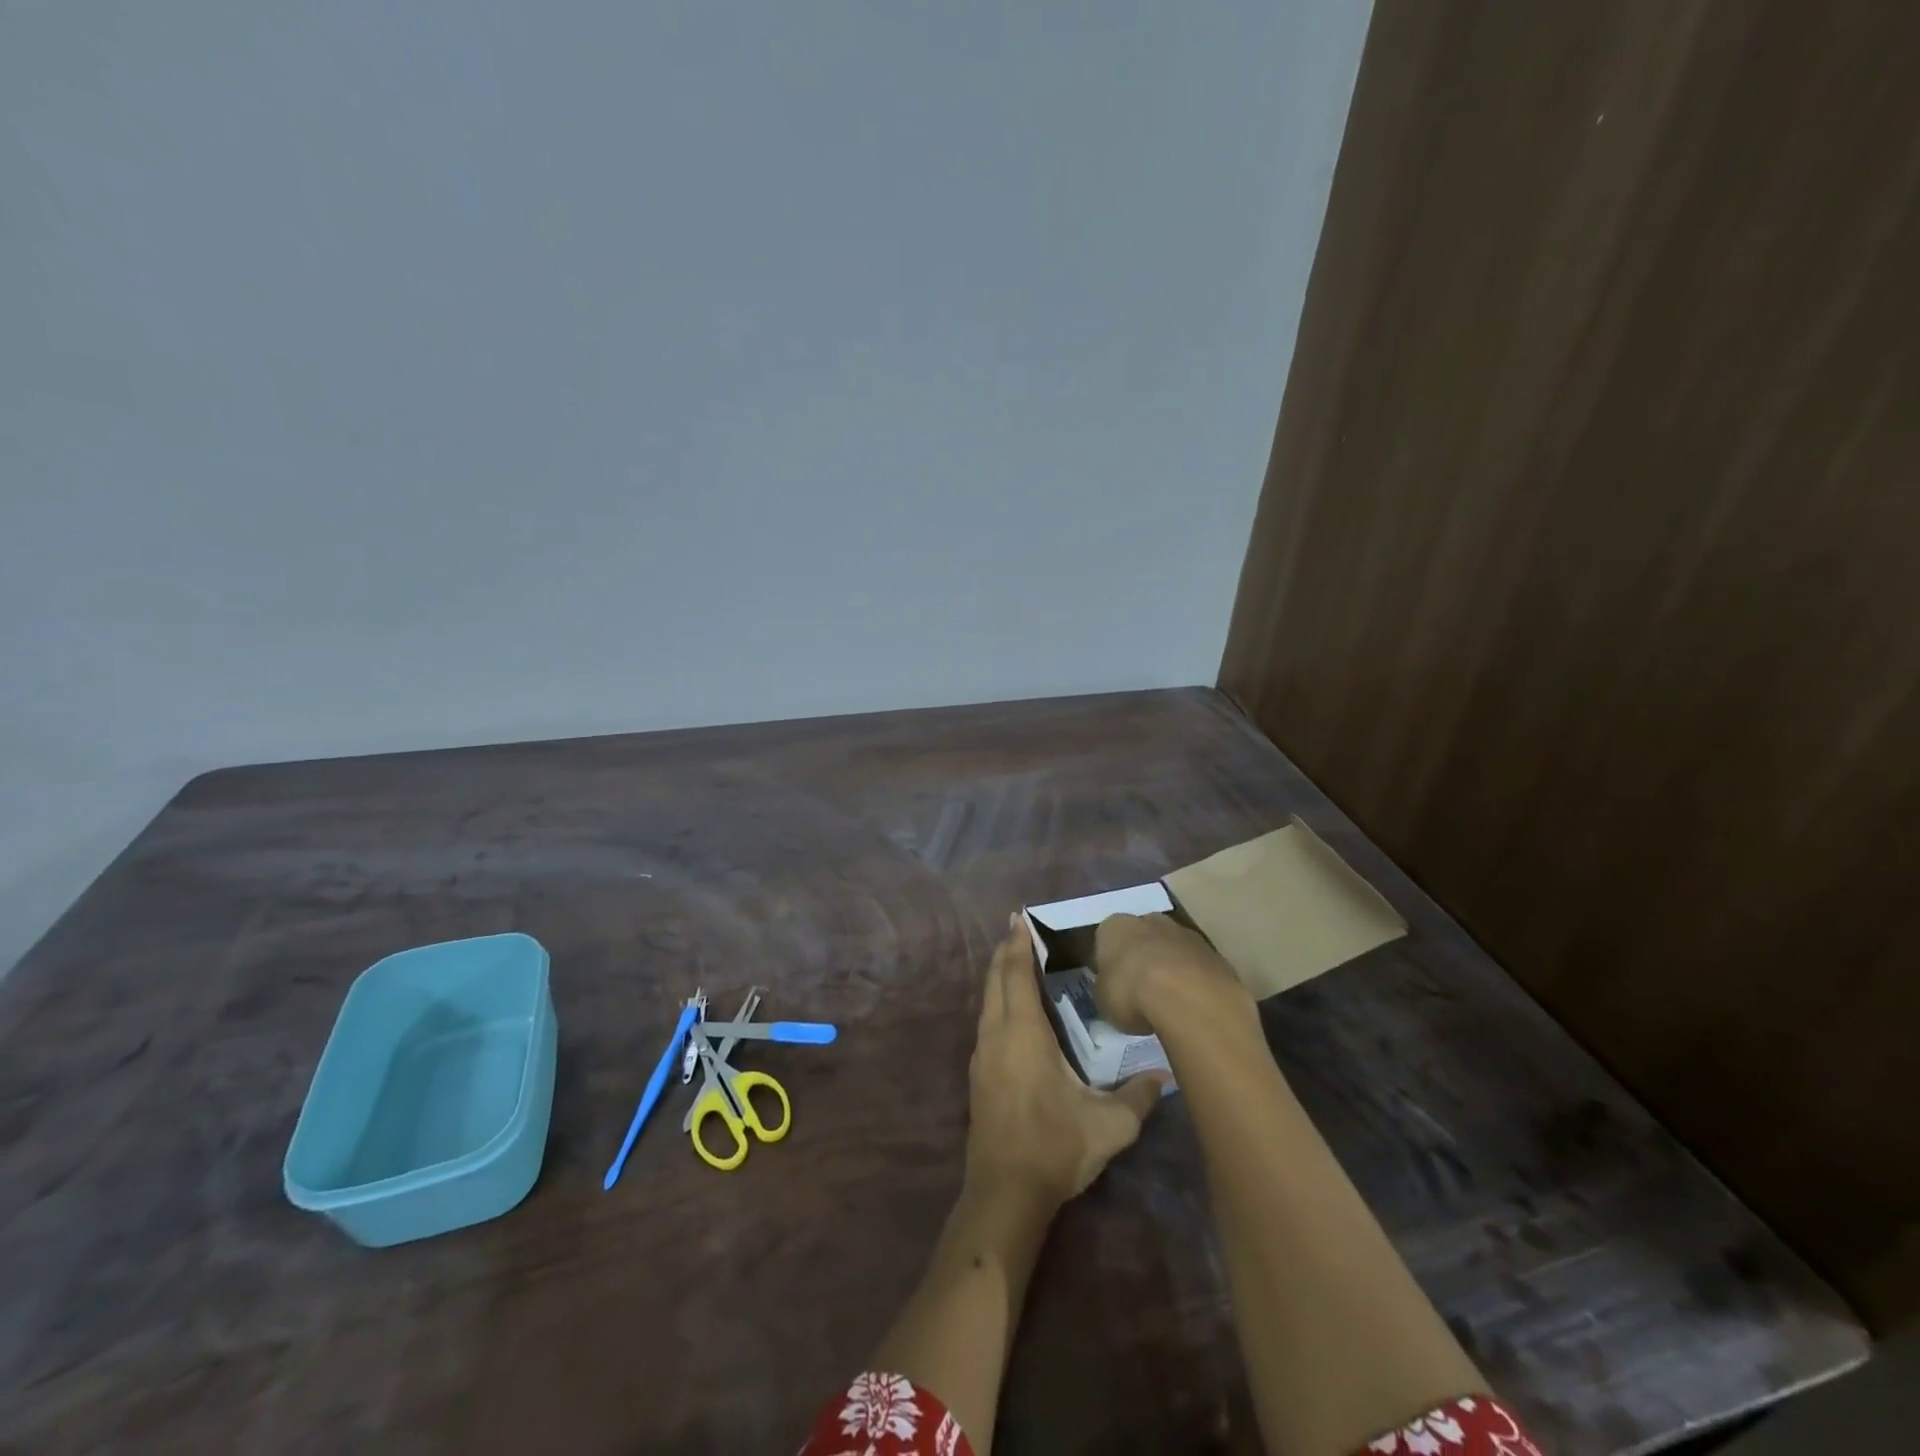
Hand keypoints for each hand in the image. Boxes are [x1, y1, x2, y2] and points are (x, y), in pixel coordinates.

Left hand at [965, 915, 1166, 1204]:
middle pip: (995, 981)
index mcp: (1023, 1034)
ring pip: (987, 1001)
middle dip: (1005, 952)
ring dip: (998, 976)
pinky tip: (1010, 1010)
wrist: (1004, 1193)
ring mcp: (981, 1056)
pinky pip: (986, 1021)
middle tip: (1015, 928)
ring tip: (1012, 960)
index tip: (1018, 918)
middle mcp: (996, 1035)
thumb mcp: (1109, 1125)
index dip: (1017, 945)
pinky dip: (996, 1001)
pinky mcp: (978, 1076)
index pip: (1016, 975)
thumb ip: (1139, 1096)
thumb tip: (1164, 1075)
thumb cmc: (1055, 1147)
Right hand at [1092, 913, 1252, 1034]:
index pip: (1107, 938)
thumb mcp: (1103, 1000)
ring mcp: (1186, 934)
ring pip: (1173, 949)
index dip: (1110, 962)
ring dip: (1171, 968)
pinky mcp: (1214, 953)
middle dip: (1142, 957)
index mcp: (1115, 927)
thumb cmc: (1131, 993)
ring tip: (1169, 1002)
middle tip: (1140, 990)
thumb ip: (1106, 990)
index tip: (1113, 985)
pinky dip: (1194, 982)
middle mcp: (1149, 920)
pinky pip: (1197, 967)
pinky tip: (1192, 1006)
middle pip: (1143, 937)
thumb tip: (1112, 992)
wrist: (1186, 996)